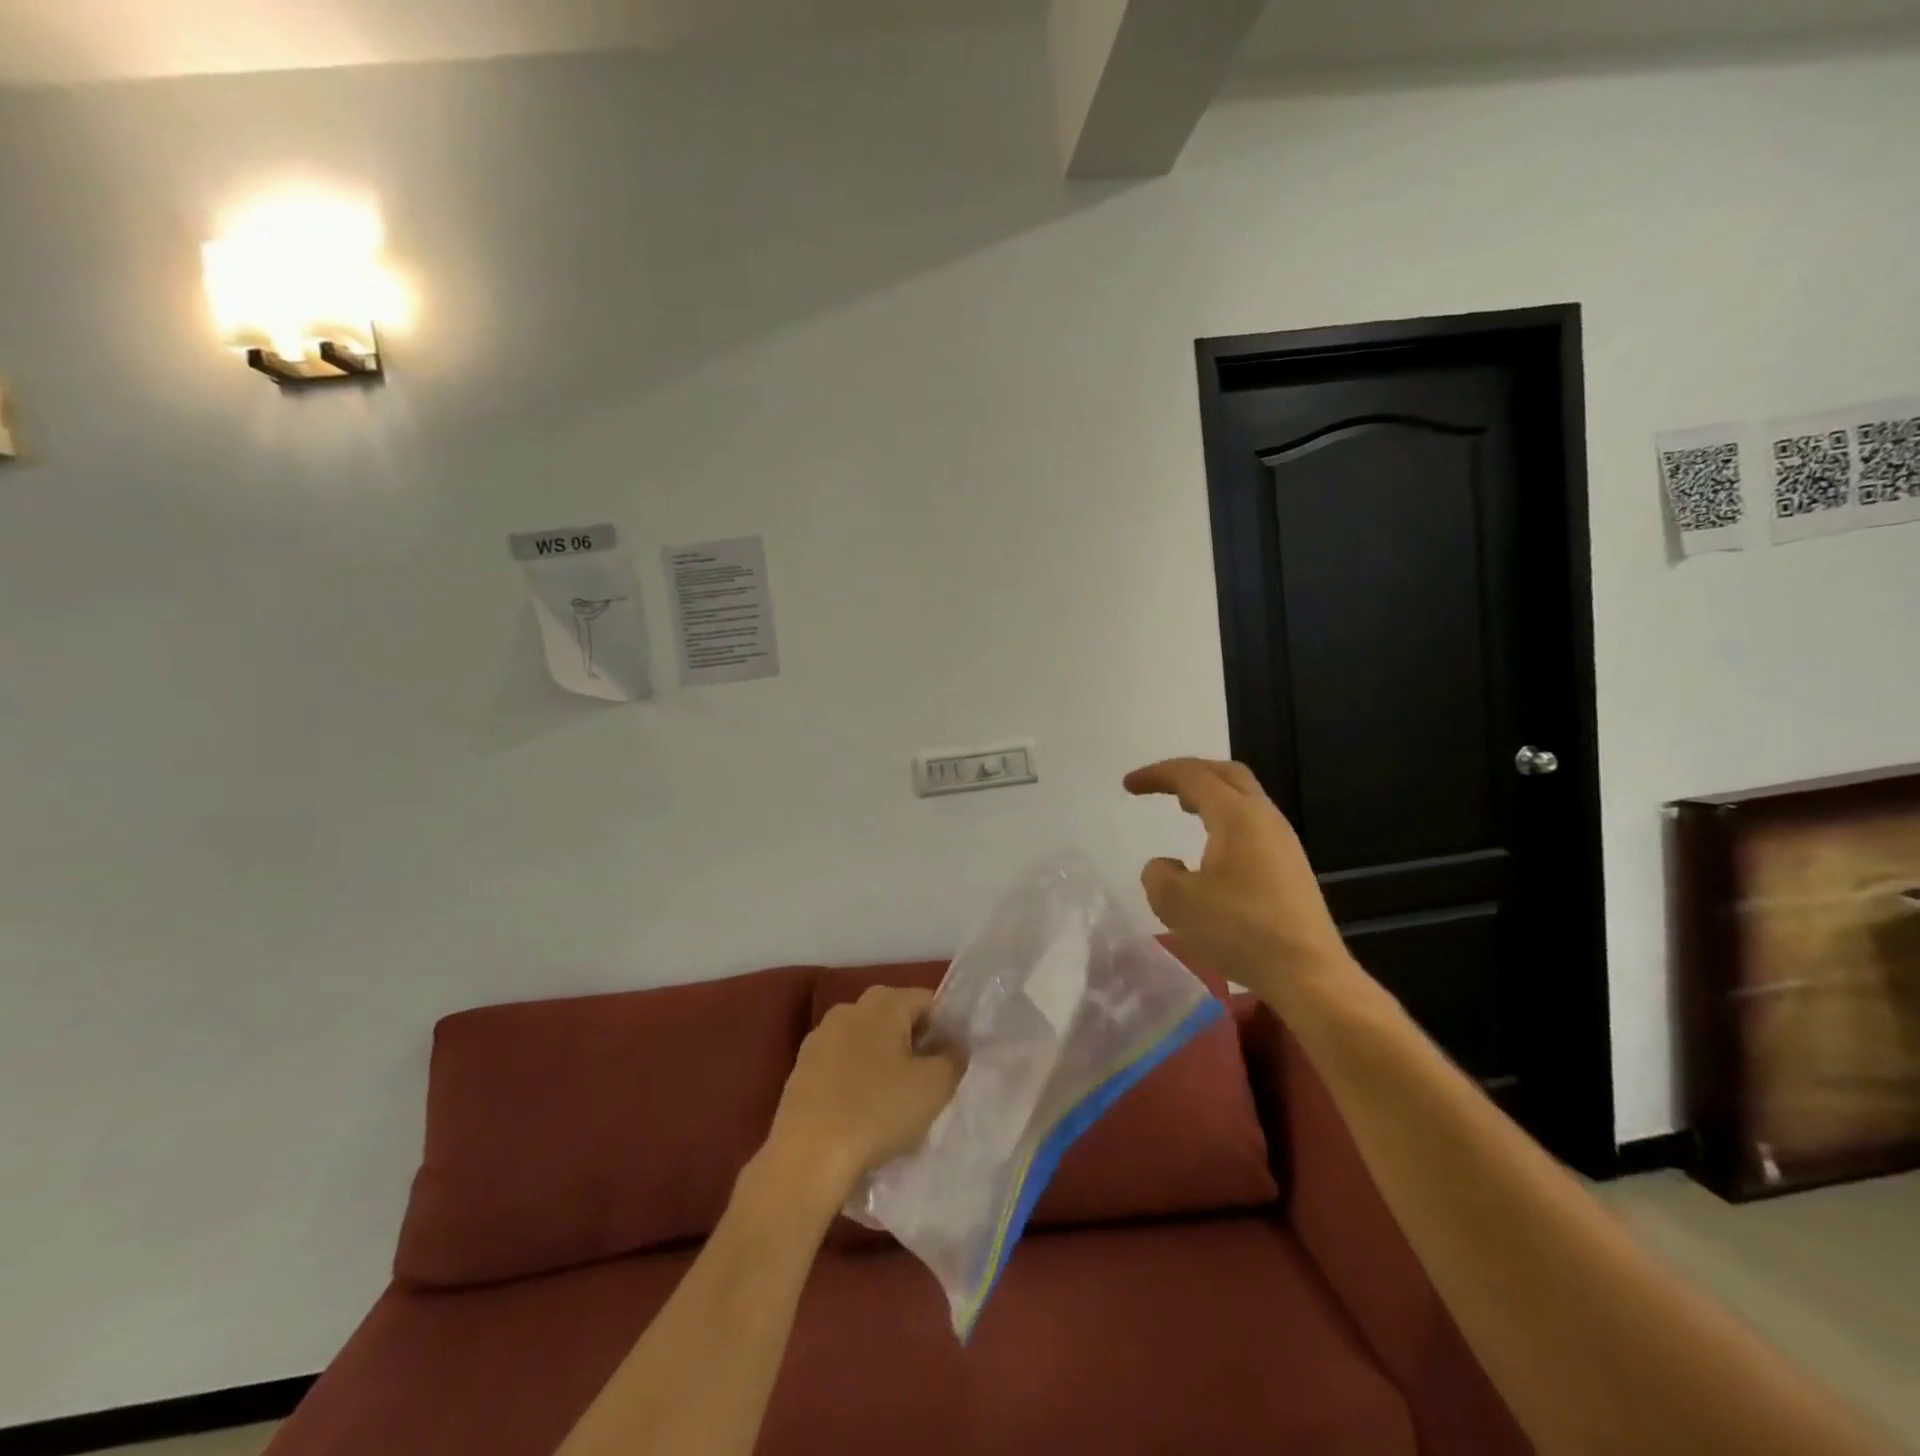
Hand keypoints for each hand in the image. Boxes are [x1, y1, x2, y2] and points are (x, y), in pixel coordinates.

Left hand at [757, 986, 963, 1212]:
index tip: (952, 1066)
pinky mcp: (801, 1067)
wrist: (808, 1156)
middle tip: (928, 1087)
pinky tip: (862, 1114)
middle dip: (914, 1047)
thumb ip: (955, 1058)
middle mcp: (849, 1007)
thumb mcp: (936, 1086)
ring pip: (868, 1043)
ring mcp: (820, 1036)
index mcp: (883, 1001)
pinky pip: (842, 1065)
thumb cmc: (878, 1111)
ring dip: (884, 1065)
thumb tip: (955, 1047)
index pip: (928, 1003)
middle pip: (896, 1021)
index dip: (946, 1032)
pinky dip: (856, 1081)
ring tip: (895, 1105)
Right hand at [1124, 757, 1353, 1007]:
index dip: (1157, 775)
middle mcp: (1264, 818)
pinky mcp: (1290, 866)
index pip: (1192, 776)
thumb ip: (1158, 875)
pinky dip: (1224, 818)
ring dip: (1210, 795)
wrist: (1307, 973)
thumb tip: (1166, 865)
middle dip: (1189, 772)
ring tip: (1183, 807)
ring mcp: (1283, 842)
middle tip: (1160, 784)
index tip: (1128, 785)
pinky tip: (1212, 846)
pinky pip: (1252, 823)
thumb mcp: (1177, 903)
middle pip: (1227, 774)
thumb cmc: (1240, 930)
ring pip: (1244, 798)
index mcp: (1236, 816)